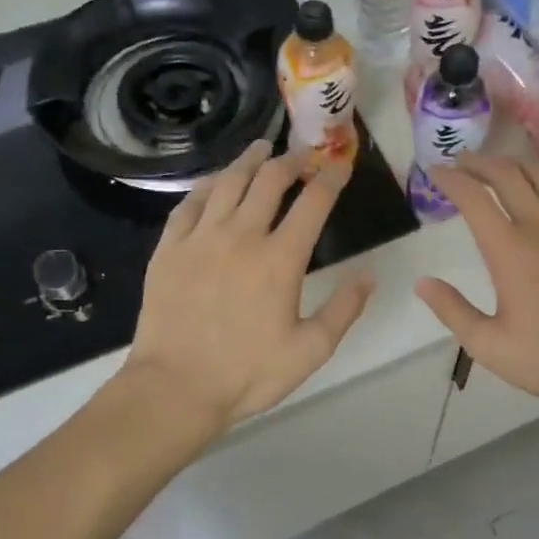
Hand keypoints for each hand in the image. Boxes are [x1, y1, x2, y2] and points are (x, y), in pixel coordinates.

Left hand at [123, 140, 374, 431]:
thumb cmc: (248, 373)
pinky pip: (190, 203)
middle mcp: (241, 236)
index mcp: (280, 259)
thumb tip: (369, 275)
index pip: (313, 203)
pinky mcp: (169, 249)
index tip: (341, 166)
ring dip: (249, 160)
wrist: (175, 389)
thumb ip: (344, 309)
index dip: (331, 178)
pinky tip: (216, 182)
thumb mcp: (311, 350)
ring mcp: (200, 239)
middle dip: (292, 160)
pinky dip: (208, 185)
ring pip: (228, 182)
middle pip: (269, 180)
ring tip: (262, 149)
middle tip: (303, 155)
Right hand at [414, 155, 538, 410]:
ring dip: (518, 164)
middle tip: (462, 163)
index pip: (474, 198)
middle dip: (480, 162)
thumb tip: (422, 282)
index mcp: (510, 251)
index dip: (451, 179)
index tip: (435, 172)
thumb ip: (452, 310)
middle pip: (508, 174)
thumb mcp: (489, 346)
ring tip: (503, 170)